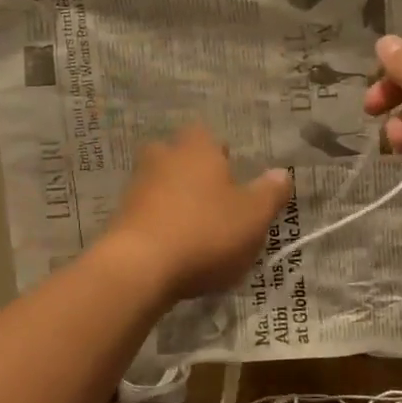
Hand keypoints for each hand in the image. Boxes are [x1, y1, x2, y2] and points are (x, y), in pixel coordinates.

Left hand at [101, 125, 292, 301]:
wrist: (139, 268)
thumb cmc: (206, 232)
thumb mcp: (253, 215)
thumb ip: (270, 193)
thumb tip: (282, 173)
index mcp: (196, 149)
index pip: (205, 134)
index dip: (218, 152)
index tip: (231, 172)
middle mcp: (162, 159)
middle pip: (177, 157)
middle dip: (191, 173)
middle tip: (213, 199)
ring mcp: (136, 188)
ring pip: (159, 185)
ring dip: (174, 202)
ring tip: (196, 230)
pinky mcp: (119, 220)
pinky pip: (145, 215)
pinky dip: (159, 226)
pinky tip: (174, 251)